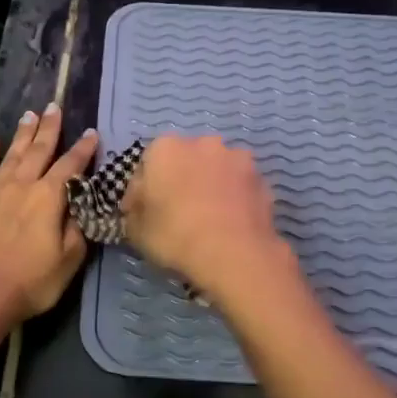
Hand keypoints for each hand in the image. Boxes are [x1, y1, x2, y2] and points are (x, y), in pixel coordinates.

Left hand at [0, 104, 98, 322]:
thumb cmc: (31, 282)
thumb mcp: (69, 260)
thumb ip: (77, 228)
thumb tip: (81, 205)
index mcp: (48, 198)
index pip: (70, 166)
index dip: (83, 149)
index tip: (92, 133)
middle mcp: (21, 185)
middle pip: (39, 151)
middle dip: (49, 128)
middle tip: (54, 106)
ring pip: (11, 155)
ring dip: (22, 134)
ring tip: (30, 115)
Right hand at [122, 135, 287, 297]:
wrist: (234, 254)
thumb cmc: (175, 235)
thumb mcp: (136, 230)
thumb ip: (134, 210)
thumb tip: (140, 205)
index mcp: (166, 148)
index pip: (148, 165)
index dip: (144, 191)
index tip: (144, 213)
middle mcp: (202, 143)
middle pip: (185, 160)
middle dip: (181, 180)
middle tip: (177, 212)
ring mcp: (237, 158)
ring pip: (216, 170)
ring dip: (210, 185)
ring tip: (208, 217)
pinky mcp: (262, 179)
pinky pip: (239, 186)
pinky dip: (233, 198)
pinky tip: (230, 223)